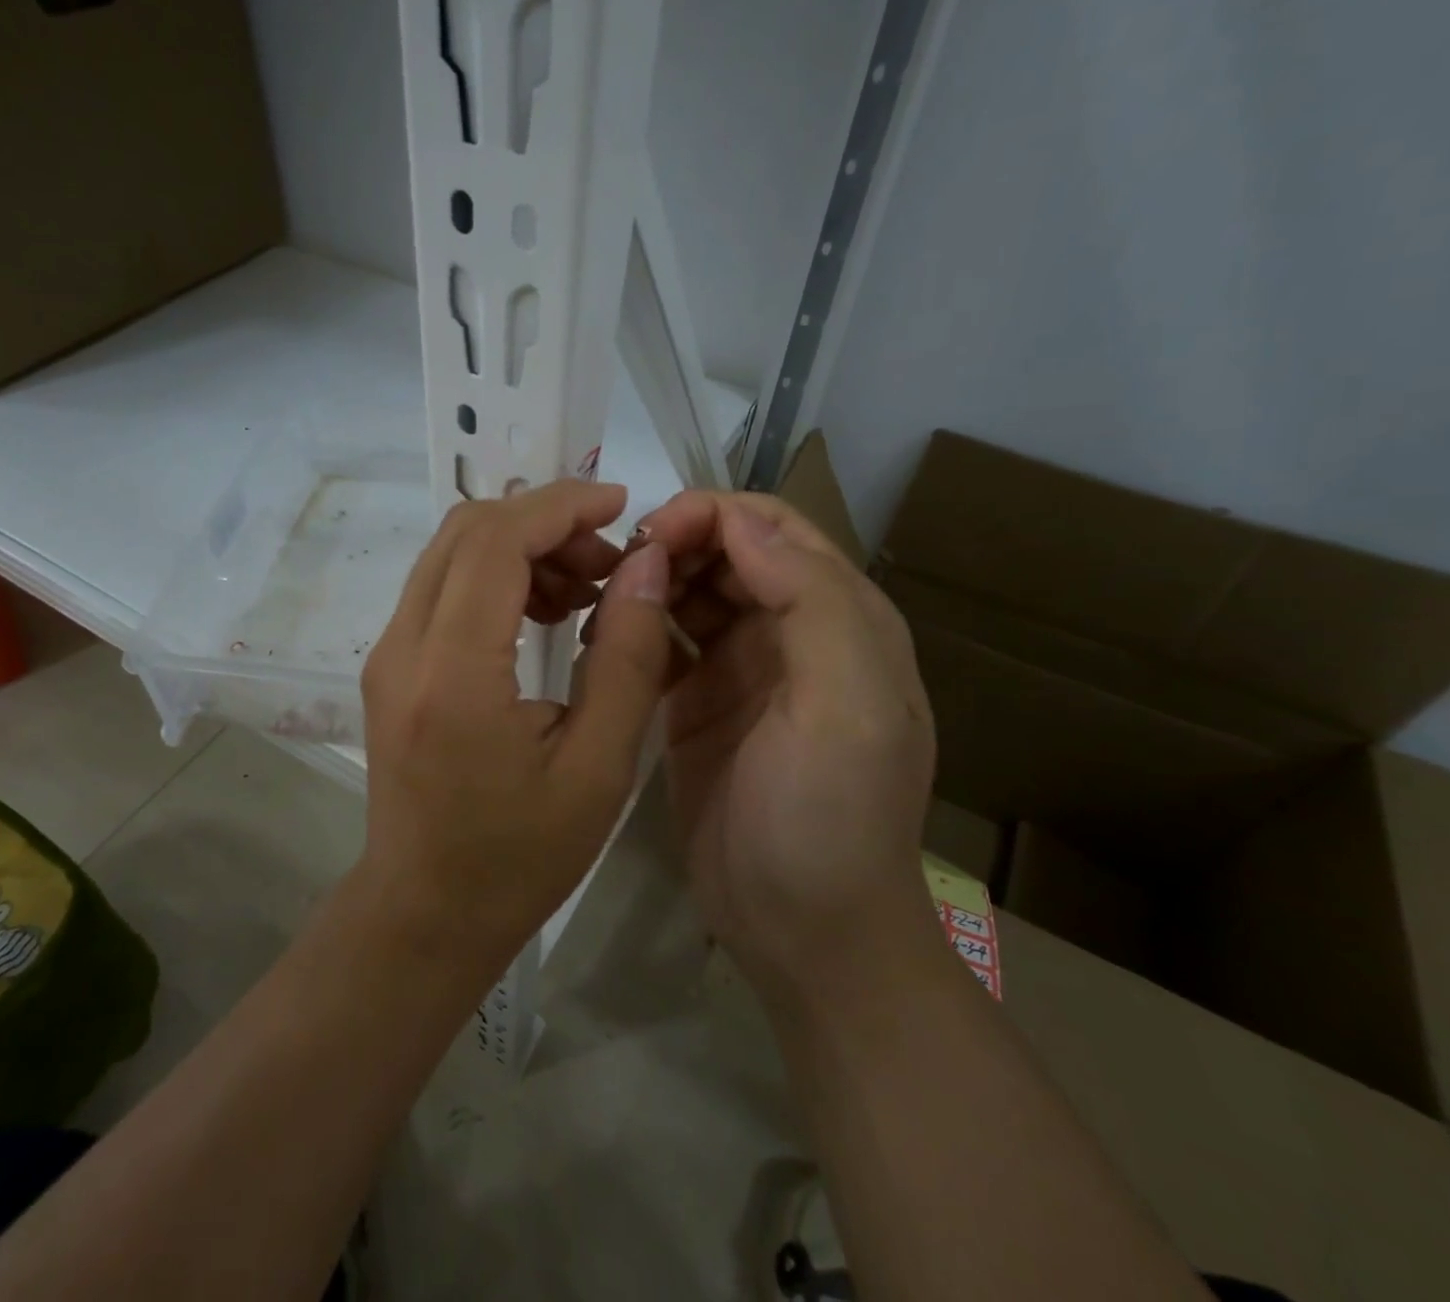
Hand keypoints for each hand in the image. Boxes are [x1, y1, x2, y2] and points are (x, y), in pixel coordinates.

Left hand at [358, 481, 674, 970]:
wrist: (425, 911)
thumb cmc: (519, 856)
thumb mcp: (598, 766)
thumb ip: (626, 657)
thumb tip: (644, 565)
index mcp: (453, 672)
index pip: (496, 541)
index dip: (561, 506)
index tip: (621, 504)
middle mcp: (403, 647)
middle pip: (466, 531)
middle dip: (544, 521)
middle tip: (610, 559)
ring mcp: (387, 653)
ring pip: (451, 553)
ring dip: (520, 547)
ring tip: (585, 588)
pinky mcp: (391, 665)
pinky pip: (442, 587)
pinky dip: (495, 576)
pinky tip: (544, 614)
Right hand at [633, 492, 936, 1000]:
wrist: (803, 933)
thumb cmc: (831, 818)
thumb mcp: (848, 708)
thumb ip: (812, 602)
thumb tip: (743, 523)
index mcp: (839, 617)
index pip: (773, 529)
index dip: (713, 515)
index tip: (651, 535)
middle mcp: (790, 631)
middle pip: (726, 553)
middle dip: (673, 543)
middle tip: (615, 567)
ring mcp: (740, 668)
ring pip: (689, 591)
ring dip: (649, 581)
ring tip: (601, 599)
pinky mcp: (696, 703)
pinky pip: (664, 641)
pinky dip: (635, 626)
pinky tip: (603, 637)